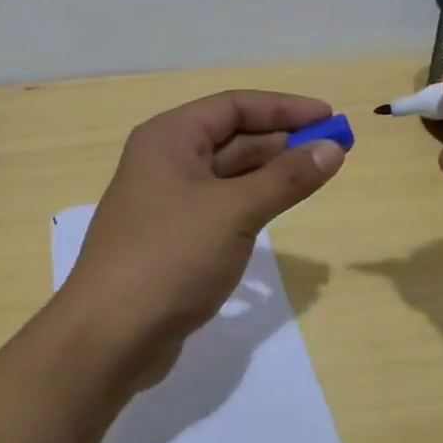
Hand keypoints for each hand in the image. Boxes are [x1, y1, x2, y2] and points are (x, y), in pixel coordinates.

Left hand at [57, 90, 345, 381]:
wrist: (109, 336)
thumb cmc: (170, 257)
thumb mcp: (234, 211)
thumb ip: (286, 178)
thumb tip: (332, 148)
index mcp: (169, 138)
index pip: (234, 106)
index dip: (284, 108)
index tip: (329, 117)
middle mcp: (164, 161)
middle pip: (232, 138)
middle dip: (282, 142)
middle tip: (333, 151)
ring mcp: (167, 202)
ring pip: (228, 175)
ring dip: (270, 174)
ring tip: (316, 177)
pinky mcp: (173, 239)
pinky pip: (220, 208)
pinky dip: (252, 204)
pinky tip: (279, 212)